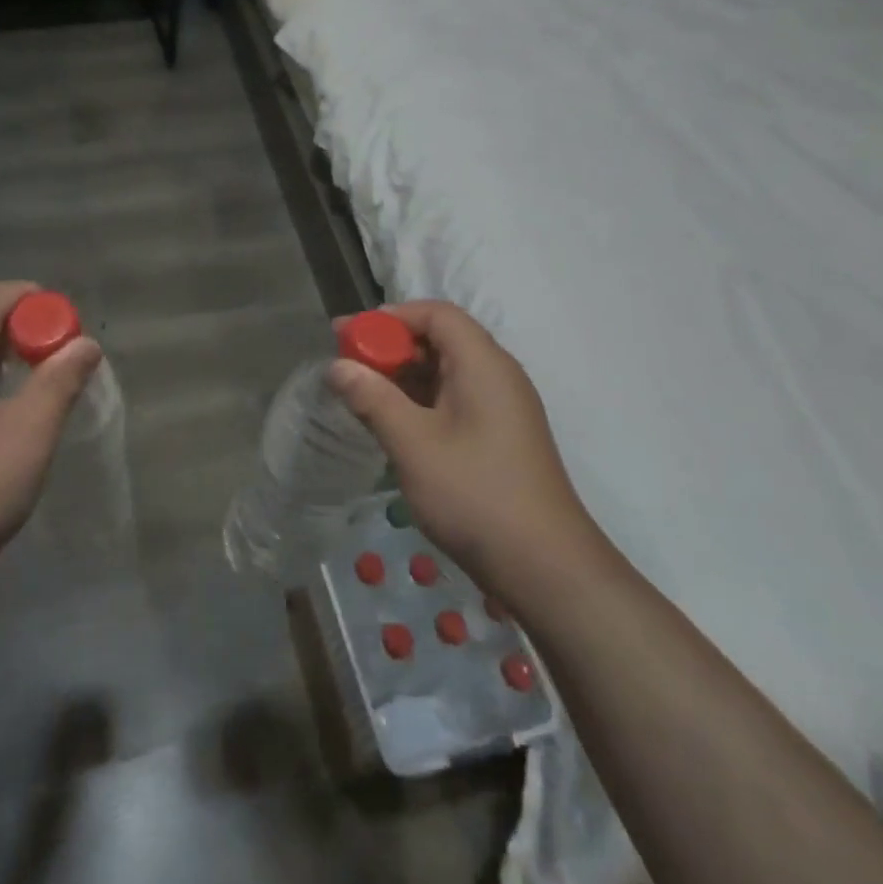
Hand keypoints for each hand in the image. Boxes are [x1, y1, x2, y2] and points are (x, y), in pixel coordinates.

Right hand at [329, 301, 607, 614]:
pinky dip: (419, 400)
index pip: (436, 314)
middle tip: (346, 364)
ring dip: (402, 375)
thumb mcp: (412, 444)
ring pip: (445, 371)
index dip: (390, 317)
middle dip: (390, 346)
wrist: (546, 569)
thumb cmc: (475, 494)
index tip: (348, 335)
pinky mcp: (499, 437)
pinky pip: (453, 399)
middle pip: (439, 339)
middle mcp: (497, 376)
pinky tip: (392, 422)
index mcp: (483, 364)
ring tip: (360, 393)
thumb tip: (336, 367)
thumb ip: (372, 398)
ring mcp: (501, 408)